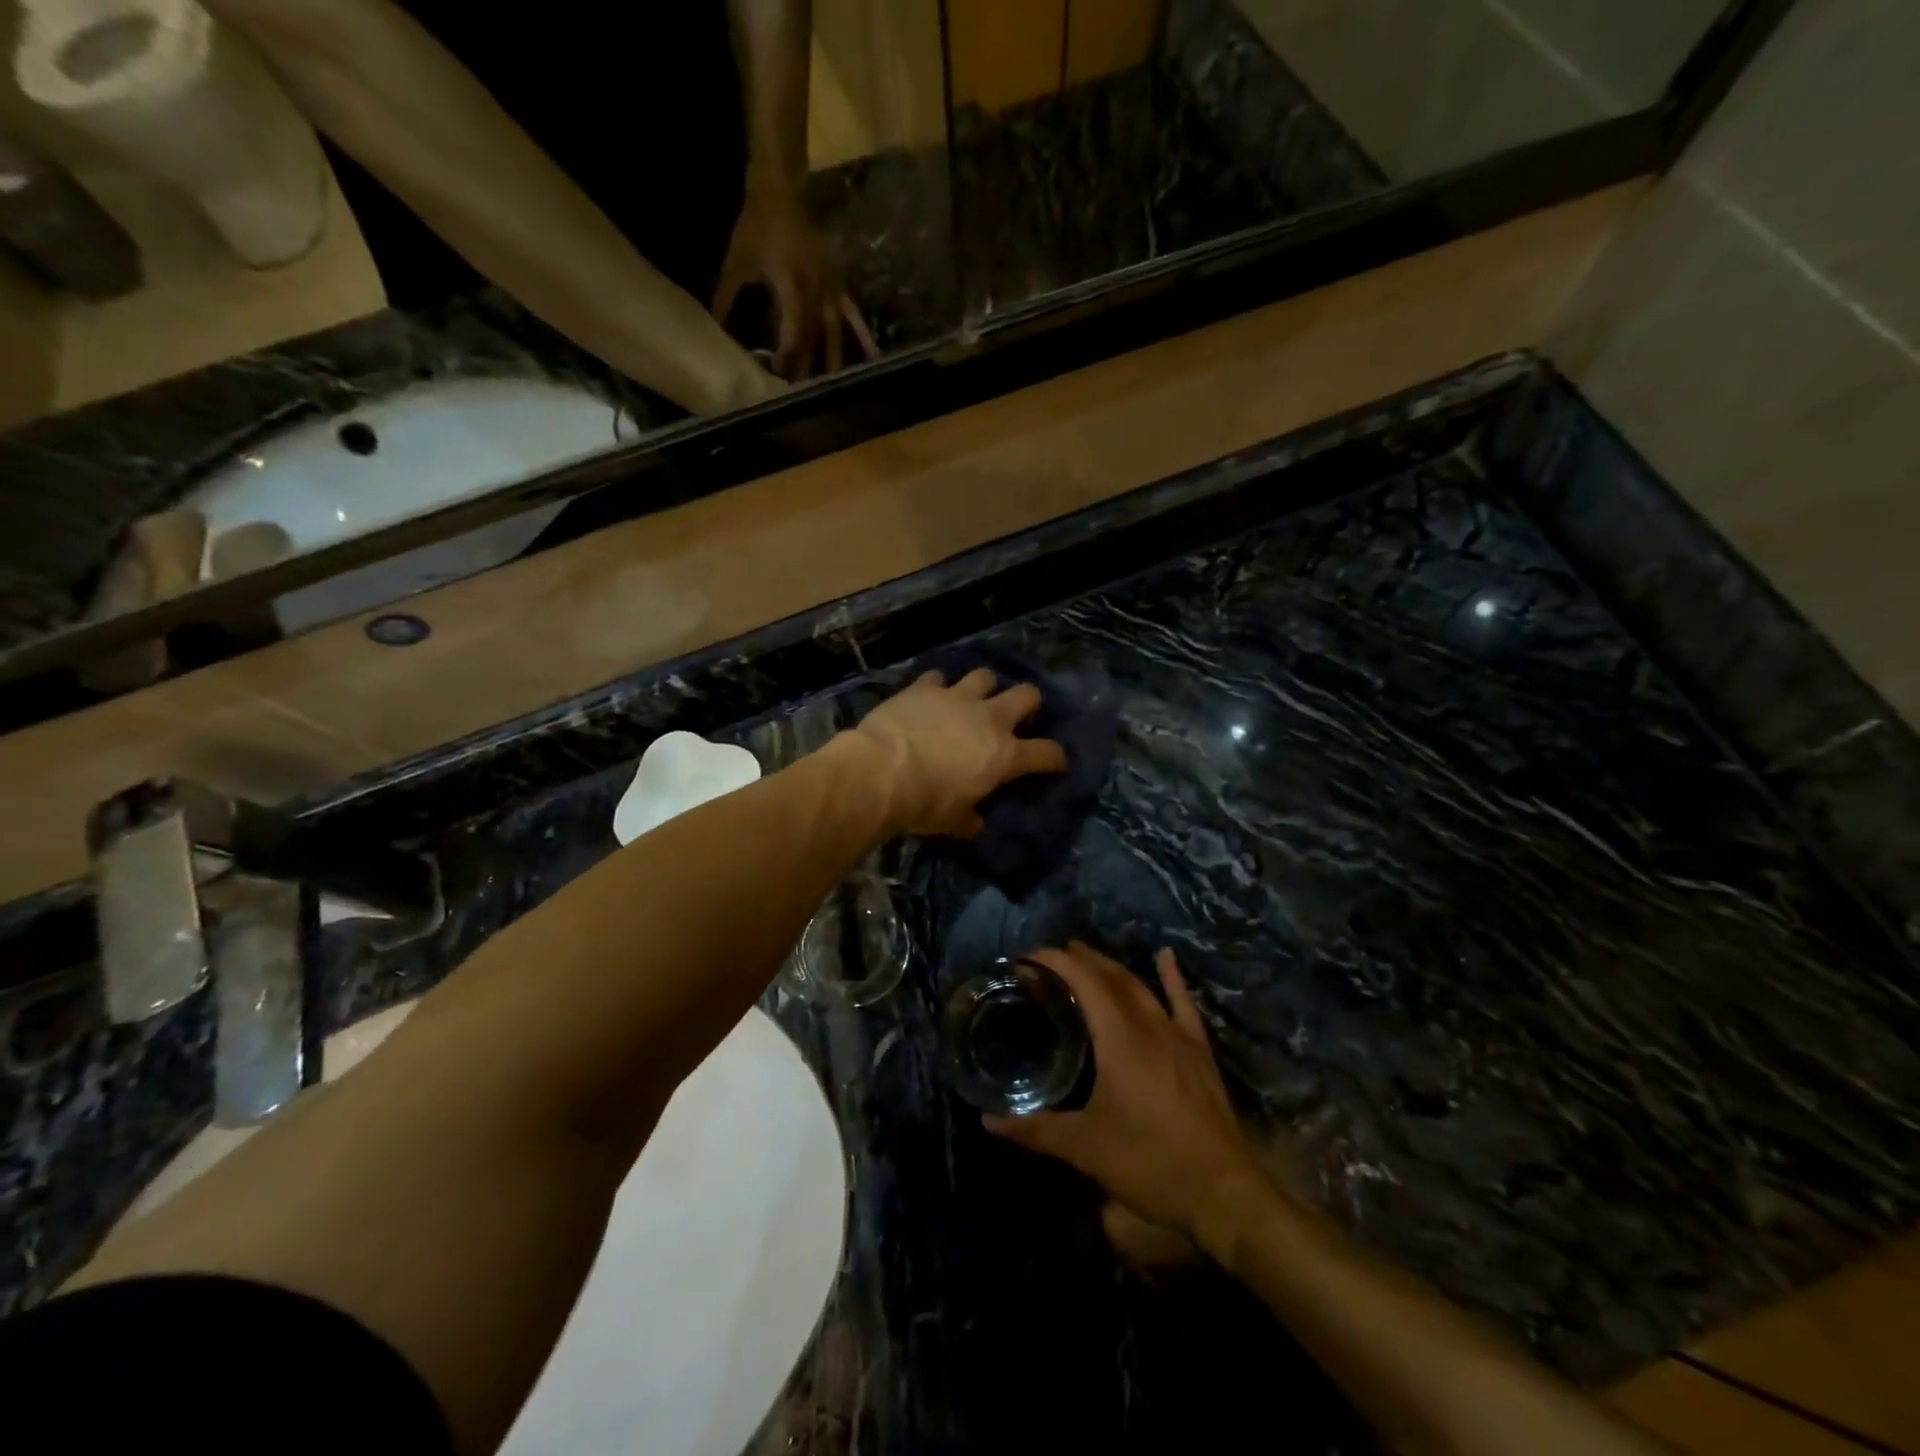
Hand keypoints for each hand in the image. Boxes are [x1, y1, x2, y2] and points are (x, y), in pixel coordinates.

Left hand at [713, 188, 877, 380]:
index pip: (792, 333)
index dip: (787, 358)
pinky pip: (853, 314)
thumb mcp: (737, 262)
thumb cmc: (756, 224)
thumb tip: (715, 329)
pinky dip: (862, 335)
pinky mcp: (839, 284)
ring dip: (834, 360)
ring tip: (834, 387)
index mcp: (792, 286)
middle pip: (813, 339)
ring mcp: (832, 288)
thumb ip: (727, 298)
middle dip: (807, 367)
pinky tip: (874, 356)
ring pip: (834, 332)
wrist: (781, 189)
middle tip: (801, 394)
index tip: (778, 378)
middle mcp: (817, 292)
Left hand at [850, 668, 1067, 837]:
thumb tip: (976, 826)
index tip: (1056, 762)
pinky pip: (937, 677)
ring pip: (985, 676)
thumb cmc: (924, 802)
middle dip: (1029, 702)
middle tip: (1019, 713)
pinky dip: (936, 687)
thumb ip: (969, 820)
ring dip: (983, 686)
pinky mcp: (924, 687)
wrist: (881, 772)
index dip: (1056, 757)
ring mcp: (957, 697)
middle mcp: (989, 718)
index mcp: (1004, 755)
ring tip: (974, 697)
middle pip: (1026, 695)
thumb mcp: (952, 821)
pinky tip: (929, 696)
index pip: (1046, 753)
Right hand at [985, 943, 1260, 1239]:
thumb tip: (989, 1121)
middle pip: (1113, 978)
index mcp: (1119, 1039)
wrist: (1222, 1192)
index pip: (1085, 983)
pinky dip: (1172, 977)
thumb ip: (1036, 1130)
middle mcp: (1149, 1026)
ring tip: (1088, 955)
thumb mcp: (1086, 1148)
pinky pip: (1184, 1004)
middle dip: (1082, 960)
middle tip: (1054, 955)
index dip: (1057, 962)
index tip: (1030, 956)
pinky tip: (1166, 956)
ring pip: (1142, 987)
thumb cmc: (1149, 1163)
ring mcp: (1178, 1036)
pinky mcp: (1199, 1052)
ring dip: (1113, 968)